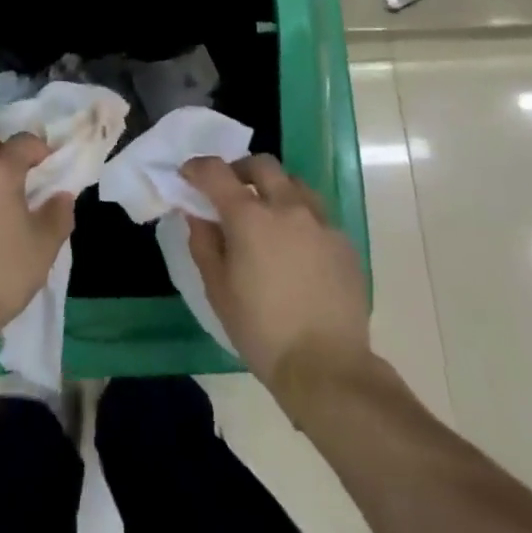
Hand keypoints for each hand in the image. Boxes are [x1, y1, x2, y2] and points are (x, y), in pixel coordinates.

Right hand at [182, 155, 370, 389]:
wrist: (327, 368)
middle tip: (231, 192)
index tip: (187, 176)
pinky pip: (317, 214)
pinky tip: (297, 247)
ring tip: (268, 215)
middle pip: (261, 164)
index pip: (216, 172)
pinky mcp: (344, 241)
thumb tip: (198, 215)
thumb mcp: (218, 290)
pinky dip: (300, 217)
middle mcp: (287, 206)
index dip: (197, 168)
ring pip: (294, 183)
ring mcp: (320, 221)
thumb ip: (204, 243)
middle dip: (240, 170)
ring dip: (275, 189)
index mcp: (249, 217)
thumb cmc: (262, 331)